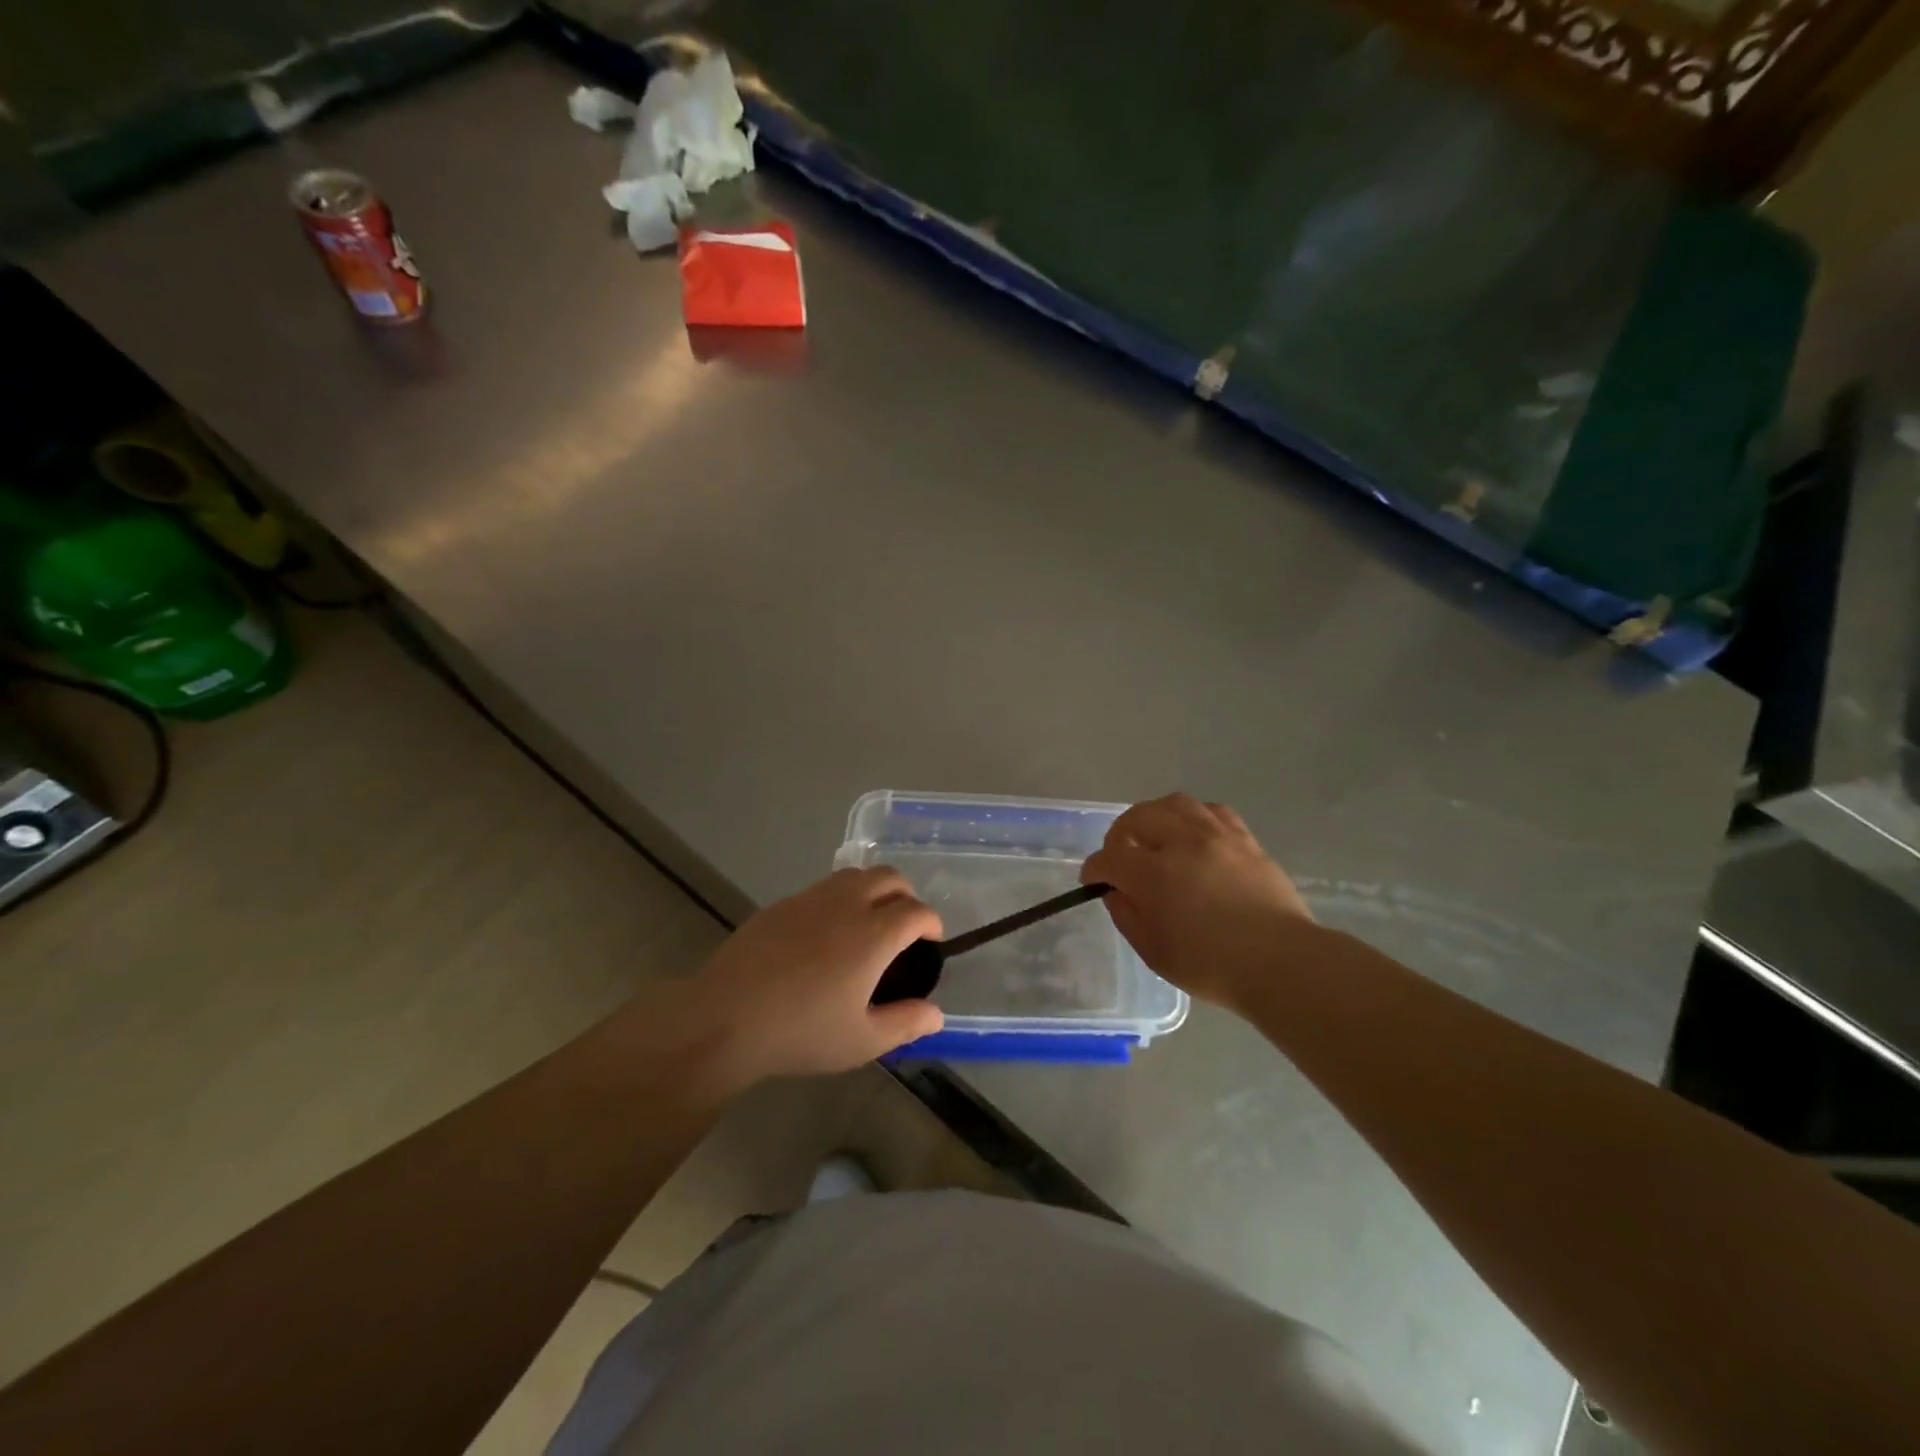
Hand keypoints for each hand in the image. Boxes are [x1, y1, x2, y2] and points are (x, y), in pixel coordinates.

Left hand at [690, 867, 944, 1080]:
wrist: (725, 1018)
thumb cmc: (801, 1032)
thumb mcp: (862, 1041)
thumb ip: (905, 1024)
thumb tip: (937, 1014)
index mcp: (873, 934)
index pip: (916, 911)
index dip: (931, 923)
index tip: (931, 941)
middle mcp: (846, 905)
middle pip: (889, 877)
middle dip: (906, 895)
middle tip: (904, 926)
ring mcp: (810, 899)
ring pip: (854, 875)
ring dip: (873, 890)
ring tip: (868, 923)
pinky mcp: (781, 904)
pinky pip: (822, 888)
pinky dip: (839, 899)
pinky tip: (825, 934)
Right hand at [1083, 793, 1314, 1012]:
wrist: (1281, 963)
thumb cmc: (1212, 966)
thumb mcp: (1153, 951)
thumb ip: (1127, 915)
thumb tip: (1116, 891)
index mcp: (1154, 874)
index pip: (1109, 858)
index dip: (1094, 869)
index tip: (1093, 880)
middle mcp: (1182, 843)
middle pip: (1138, 817)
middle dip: (1120, 834)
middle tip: (1121, 855)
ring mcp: (1216, 836)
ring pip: (1174, 804)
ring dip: (1155, 817)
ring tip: (1155, 837)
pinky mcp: (1244, 839)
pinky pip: (1211, 810)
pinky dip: (1192, 817)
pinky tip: (1193, 835)